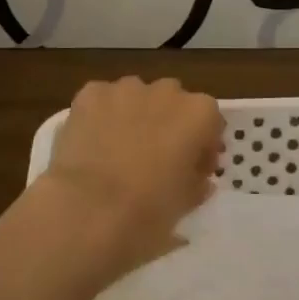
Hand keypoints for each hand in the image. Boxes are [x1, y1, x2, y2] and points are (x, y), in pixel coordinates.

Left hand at [35, 77, 222, 281]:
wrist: (88, 210)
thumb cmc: (148, 211)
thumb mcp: (186, 204)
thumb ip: (197, 183)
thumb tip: (199, 179)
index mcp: (198, 113)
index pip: (209, 121)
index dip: (202, 146)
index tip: (192, 169)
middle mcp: (166, 91)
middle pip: (172, 101)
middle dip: (167, 123)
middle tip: (155, 158)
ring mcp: (125, 88)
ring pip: (135, 96)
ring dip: (134, 115)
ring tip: (118, 150)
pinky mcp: (90, 93)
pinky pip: (102, 100)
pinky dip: (100, 116)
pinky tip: (92, 143)